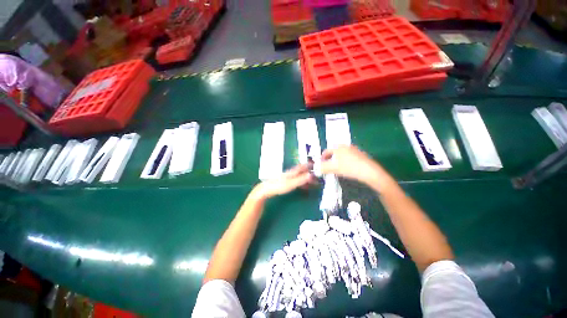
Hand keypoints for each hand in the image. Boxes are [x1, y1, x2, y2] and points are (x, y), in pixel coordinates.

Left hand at [253, 164, 314, 199]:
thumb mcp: (291, 184)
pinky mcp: (286, 182)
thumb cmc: (278, 186)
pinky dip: (302, 182)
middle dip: (309, 172)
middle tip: (317, 175)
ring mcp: (288, 177)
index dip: (309, 165)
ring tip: (313, 180)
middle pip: (302, 171)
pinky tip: (303, 185)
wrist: (266, 189)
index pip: (303, 167)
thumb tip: (311, 175)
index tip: (317, 164)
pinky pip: (296, 180)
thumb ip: (301, 180)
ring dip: (306, 177)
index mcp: (292, 172)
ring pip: (299, 176)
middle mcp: (291, 173)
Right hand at [320, 145, 394, 190]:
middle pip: (334, 152)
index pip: (326, 151)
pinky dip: (344, 162)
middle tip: (328, 167)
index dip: (322, 158)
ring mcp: (354, 150)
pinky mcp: (360, 155)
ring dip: (336, 161)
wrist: (369, 172)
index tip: (320, 164)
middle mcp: (346, 146)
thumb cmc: (349, 168)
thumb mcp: (333, 168)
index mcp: (338, 147)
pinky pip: (348, 157)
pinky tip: (346, 169)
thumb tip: (316, 169)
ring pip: (341, 155)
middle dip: (329, 159)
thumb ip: (323, 168)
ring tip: (336, 169)